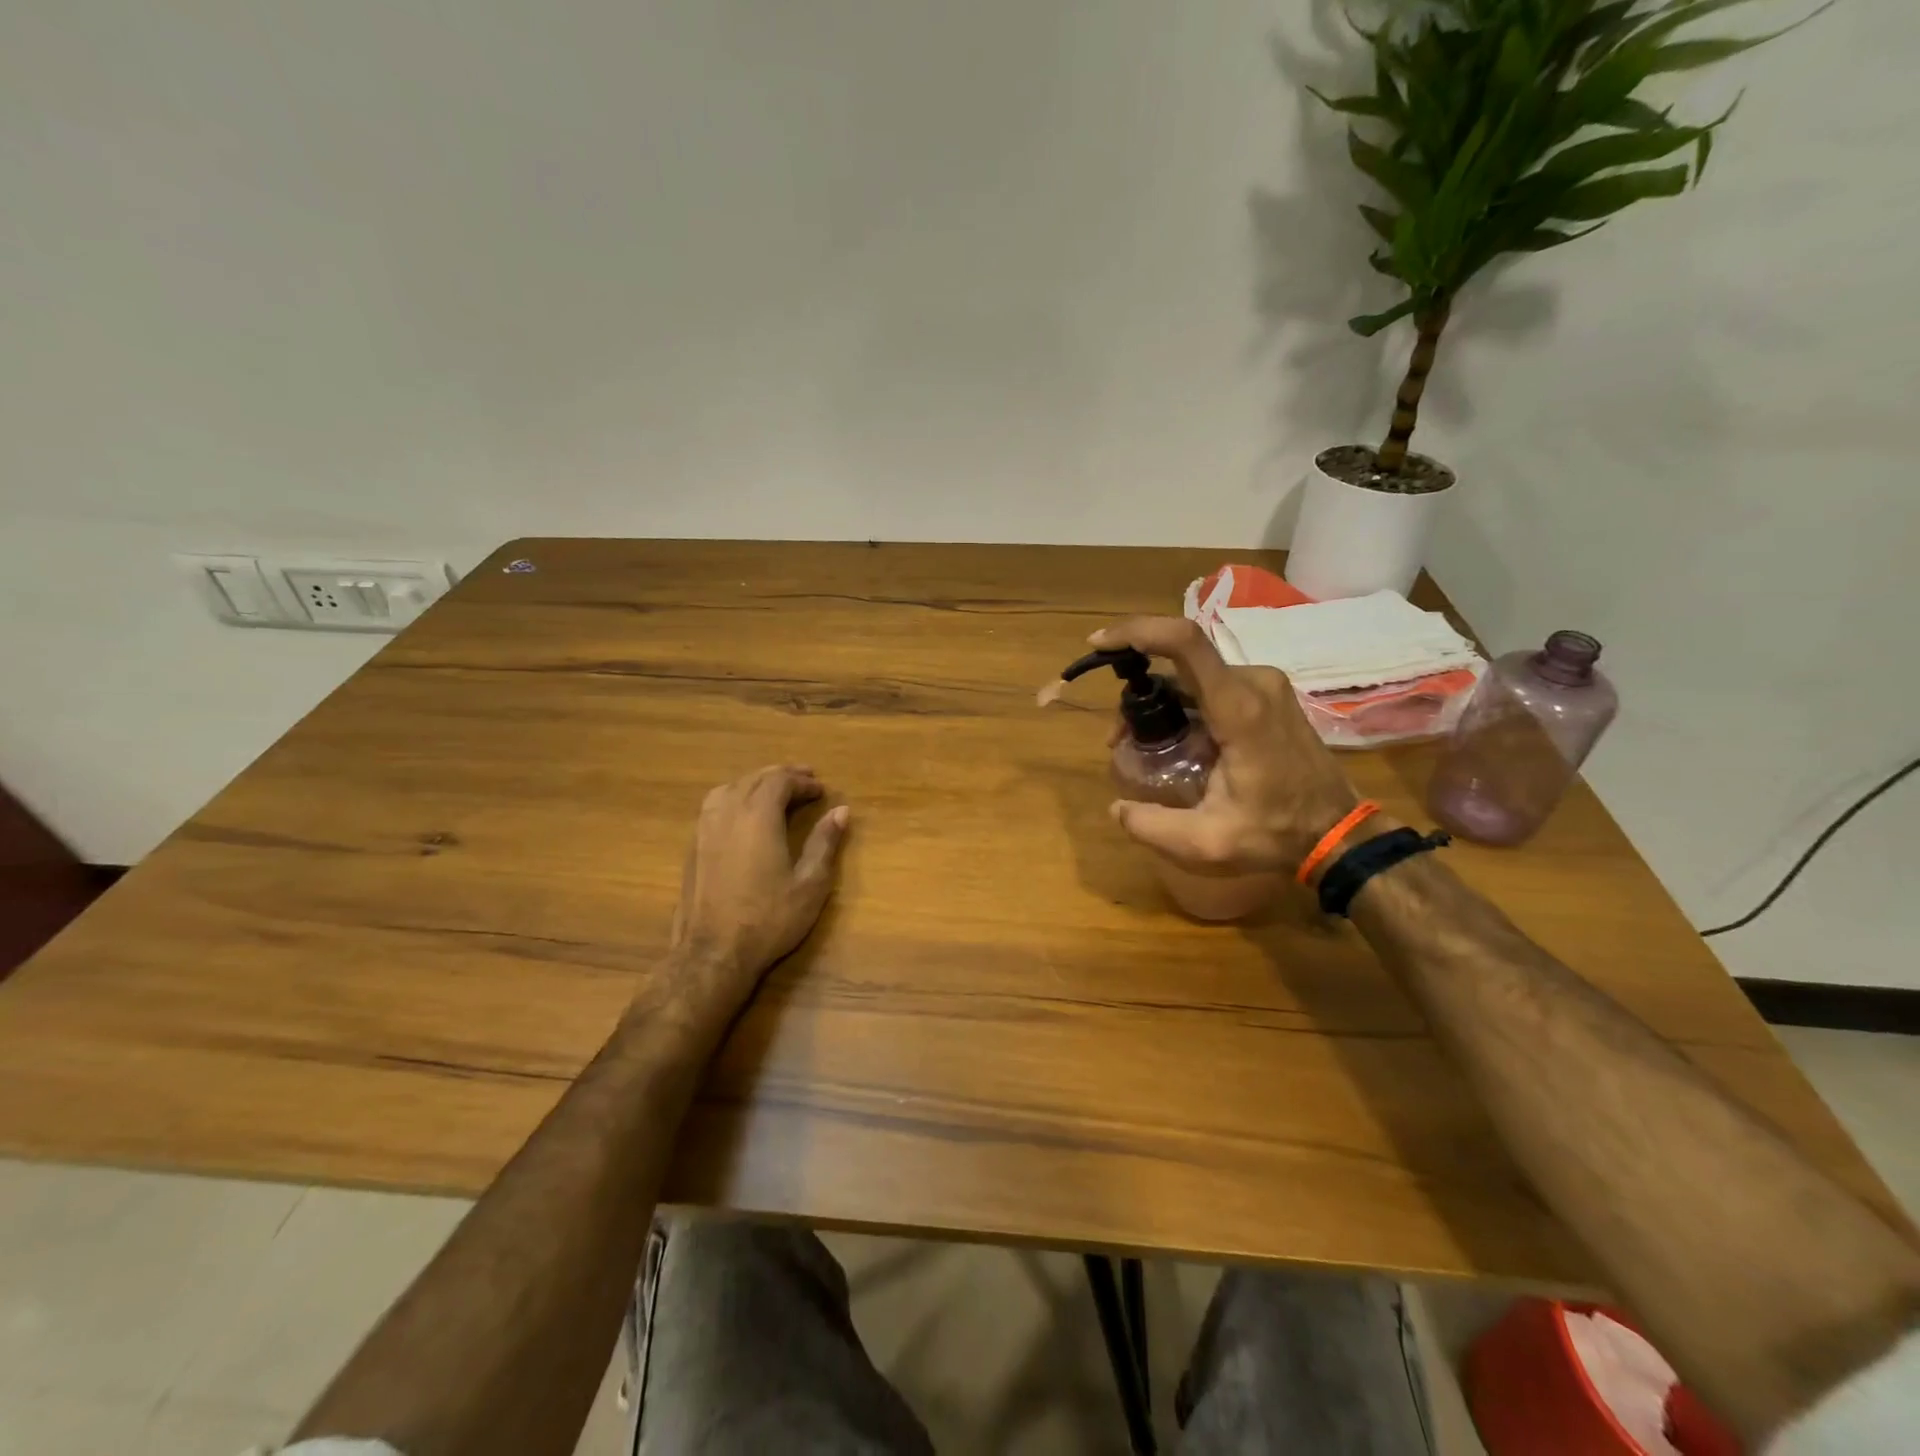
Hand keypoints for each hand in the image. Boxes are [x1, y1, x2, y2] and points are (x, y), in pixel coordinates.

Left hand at [666, 765, 849, 1019]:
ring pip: (729, 787)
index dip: (802, 781)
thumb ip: (825, 842)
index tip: (821, 790)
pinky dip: (734, 796)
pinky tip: (743, 813)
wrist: (713, 954)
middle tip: (804, 779)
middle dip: (781, 775)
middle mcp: (727, 813)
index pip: (780, 781)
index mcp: (757, 817)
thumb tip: (841, 811)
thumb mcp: (810, 884)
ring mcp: (704, 829)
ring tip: (773, 790)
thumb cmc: (768, 919)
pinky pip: (714, 805)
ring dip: (754, 783)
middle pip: (754, 779)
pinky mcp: (692, 847)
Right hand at [1089, 617, 1358, 873]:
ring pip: (1195, 674)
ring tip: (1144, 744)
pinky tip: (1179, 740)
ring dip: (1161, 700)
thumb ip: (1153, 827)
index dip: (1137, 632)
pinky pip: (1213, 684)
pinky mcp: (1270, 693)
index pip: (1185, 643)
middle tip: (1119, 738)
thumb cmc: (1275, 833)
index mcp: (1239, 709)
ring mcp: (1266, 685)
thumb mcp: (1208, 843)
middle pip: (1179, 663)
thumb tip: (1116, 807)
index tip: (1100, 644)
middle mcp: (1254, 683)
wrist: (1338, 833)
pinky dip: (1184, 703)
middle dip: (1139, 691)